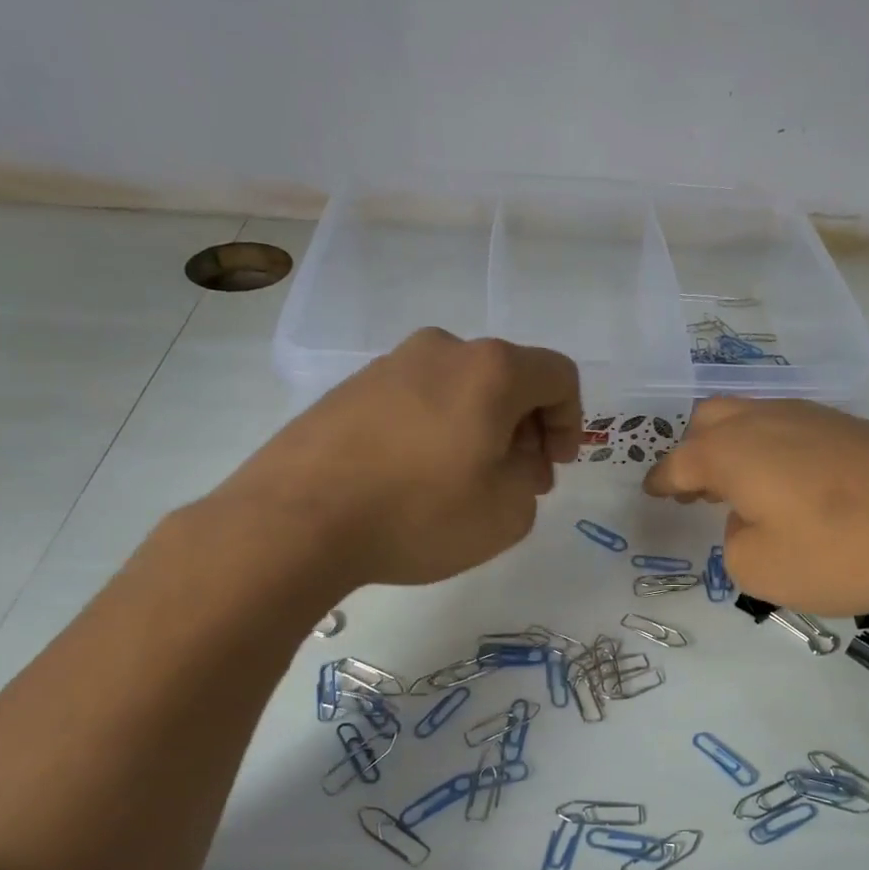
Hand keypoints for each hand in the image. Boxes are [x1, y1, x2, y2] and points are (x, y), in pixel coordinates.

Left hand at [204, 329, 581, 589]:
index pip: (558, 375)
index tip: (554, 466)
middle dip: (527, 429)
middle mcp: (443, 350)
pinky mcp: (351, 389)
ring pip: (462, 390)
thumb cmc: (420, 513)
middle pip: (509, 379)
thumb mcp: (508, 512)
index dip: (571, 421)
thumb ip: (529, 477)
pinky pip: (418, 402)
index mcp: (491, 369)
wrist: (296, 519)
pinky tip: (418, 479)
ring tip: (467, 485)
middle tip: (519, 481)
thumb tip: (511, 458)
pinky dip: (438, 431)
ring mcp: (390, 365)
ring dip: (482, 430)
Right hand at [643, 399, 868, 615]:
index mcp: (732, 450)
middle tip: (696, 489)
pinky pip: (794, 430)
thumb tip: (749, 517)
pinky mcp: (857, 429)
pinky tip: (793, 485)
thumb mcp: (760, 569)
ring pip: (756, 418)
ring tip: (743, 489)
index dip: (661, 480)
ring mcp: (817, 417)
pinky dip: (776, 452)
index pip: (679, 460)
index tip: (653, 493)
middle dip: (695, 451)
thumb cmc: (838, 551)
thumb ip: (735, 541)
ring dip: (737, 448)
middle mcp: (768, 420)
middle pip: (713, 418)